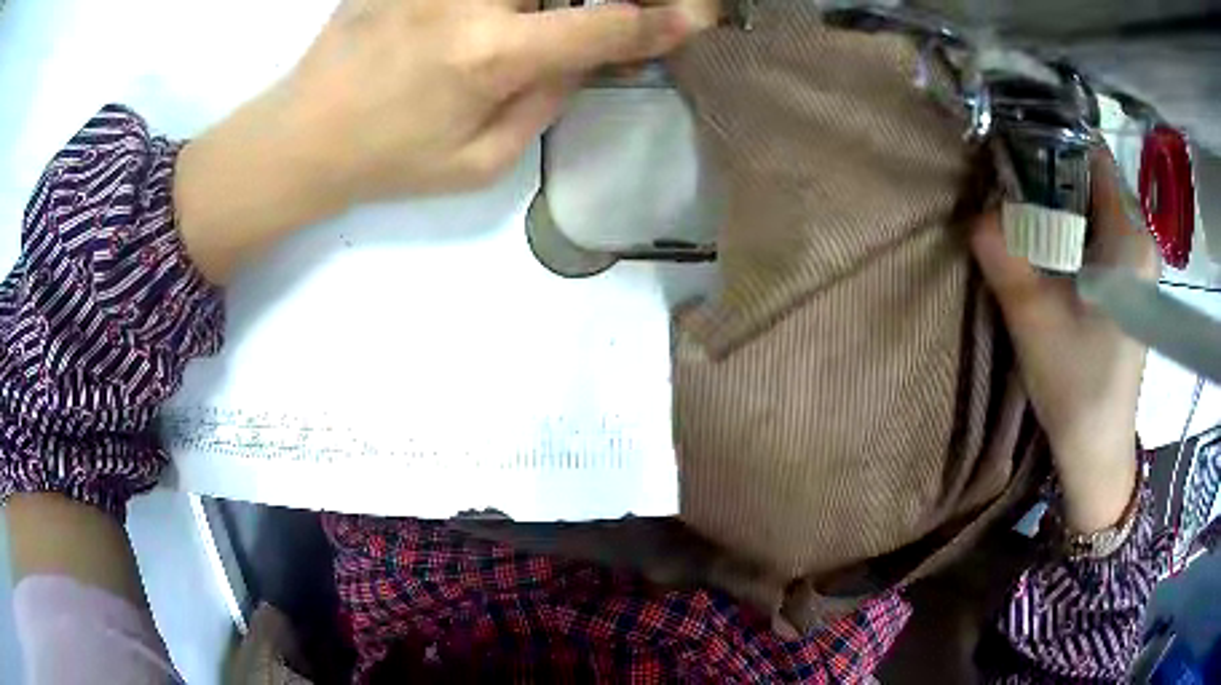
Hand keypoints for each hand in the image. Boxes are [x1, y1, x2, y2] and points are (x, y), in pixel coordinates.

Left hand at [282, 0, 699, 198]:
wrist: (301, 135)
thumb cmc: (389, 160)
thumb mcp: (481, 161)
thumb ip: (547, 100)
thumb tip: (589, 52)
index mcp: (489, 55)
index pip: (603, 24)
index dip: (661, 20)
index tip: (699, 16)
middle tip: (623, 12)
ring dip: (542, 2)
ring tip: (537, 28)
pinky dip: (503, 2)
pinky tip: (500, 20)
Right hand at [970, 150, 1157, 533]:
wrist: (1097, 450)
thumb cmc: (1077, 387)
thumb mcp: (1034, 321)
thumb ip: (1005, 257)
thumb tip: (977, 211)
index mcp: (1130, 237)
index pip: (1092, 155)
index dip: (1051, 140)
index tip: (1012, 143)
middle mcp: (1140, 239)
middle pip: (1091, 178)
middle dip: (1049, 172)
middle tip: (1006, 182)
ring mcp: (1137, 263)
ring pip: (1092, 206)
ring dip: (1056, 203)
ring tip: (1020, 212)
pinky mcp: (1128, 283)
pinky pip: (1096, 233)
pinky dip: (1068, 228)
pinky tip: (1045, 247)